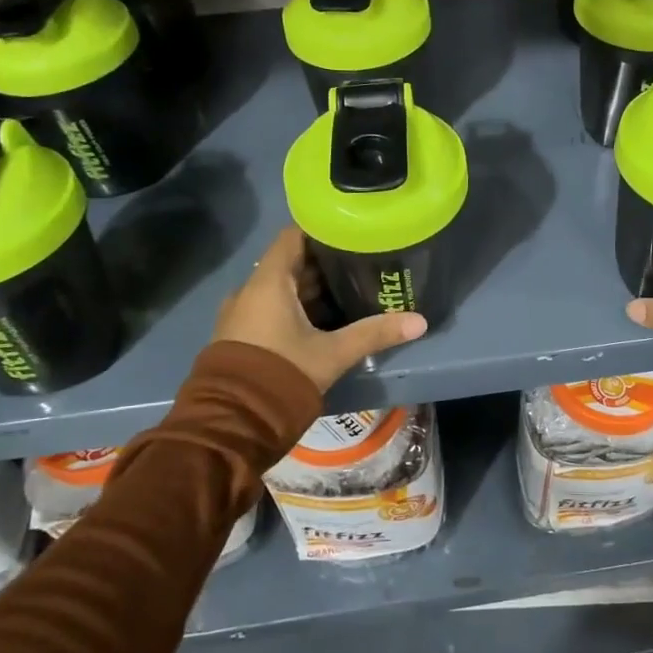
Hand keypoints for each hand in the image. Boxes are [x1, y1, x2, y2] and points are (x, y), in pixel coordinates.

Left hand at [213, 227, 426, 391]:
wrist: (232, 424)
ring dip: (311, 287)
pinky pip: (271, 307)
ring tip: (349, 286)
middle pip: (290, 262)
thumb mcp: (333, 353)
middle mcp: (250, 290)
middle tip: (360, 260)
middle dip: (324, 261)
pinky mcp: (241, 335)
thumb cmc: (282, 374)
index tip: (350, 230)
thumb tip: (419, 321)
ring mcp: (241, 314)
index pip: (293, 236)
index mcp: (268, 282)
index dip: (321, 229)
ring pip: (281, 288)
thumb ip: (374, 333)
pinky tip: (324, 317)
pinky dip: (296, 306)